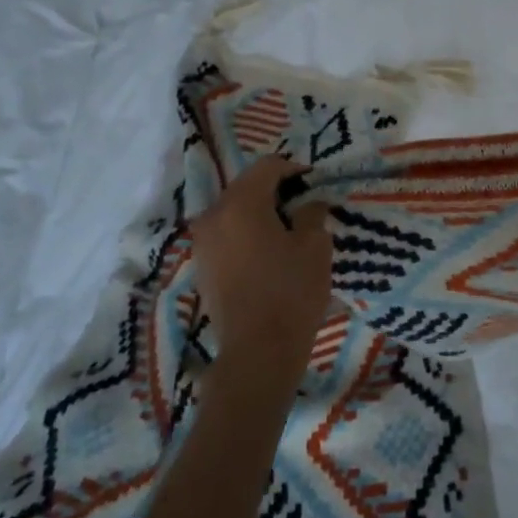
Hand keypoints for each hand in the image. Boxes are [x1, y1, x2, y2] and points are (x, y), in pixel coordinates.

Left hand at [189, 157, 332, 399]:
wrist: (258, 351)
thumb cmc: (291, 292)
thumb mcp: (315, 246)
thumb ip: (312, 214)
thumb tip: (309, 203)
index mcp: (241, 203)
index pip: (268, 167)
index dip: (295, 169)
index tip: (315, 183)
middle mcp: (214, 215)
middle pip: (246, 186)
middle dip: (275, 190)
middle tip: (305, 205)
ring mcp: (203, 241)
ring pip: (234, 210)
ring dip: (259, 212)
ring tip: (287, 229)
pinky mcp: (202, 265)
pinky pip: (226, 234)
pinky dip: (246, 232)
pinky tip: (268, 251)